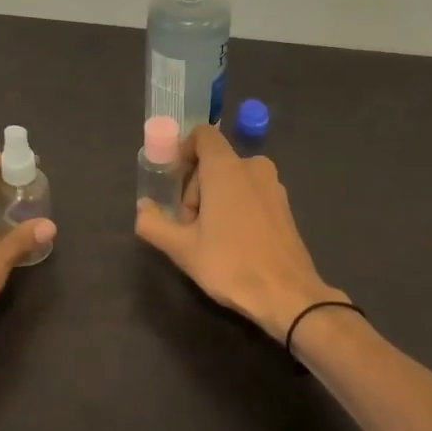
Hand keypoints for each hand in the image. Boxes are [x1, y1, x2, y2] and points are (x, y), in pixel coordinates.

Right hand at [135, 125, 340, 342]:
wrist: (288, 296)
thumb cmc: (230, 265)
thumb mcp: (182, 248)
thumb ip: (153, 224)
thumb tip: (143, 208)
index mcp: (226, 168)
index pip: (203, 135)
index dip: (184, 150)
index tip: (173, 182)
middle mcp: (252, 167)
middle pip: (213, 161)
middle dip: (195, 188)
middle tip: (189, 226)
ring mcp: (273, 185)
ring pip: (233, 178)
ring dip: (215, 199)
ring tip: (211, 238)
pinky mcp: (284, 205)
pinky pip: (251, 192)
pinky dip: (237, 207)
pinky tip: (235, 242)